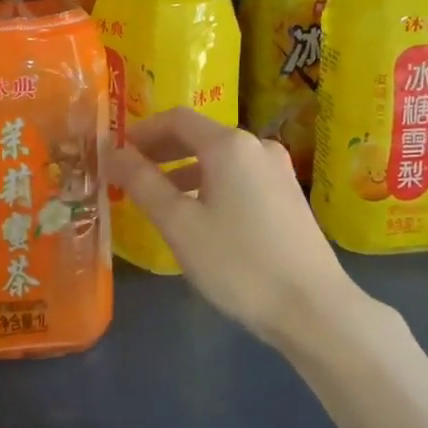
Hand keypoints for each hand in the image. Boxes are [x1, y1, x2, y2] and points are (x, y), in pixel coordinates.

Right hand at [107, 108, 356, 346]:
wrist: (313, 308)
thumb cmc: (238, 263)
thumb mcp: (178, 224)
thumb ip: (142, 183)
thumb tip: (114, 153)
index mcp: (229, 145)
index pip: (176, 119)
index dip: (142, 131)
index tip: (116, 152)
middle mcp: (257, 146)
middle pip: (200, 135)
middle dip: (161, 150)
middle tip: (129, 173)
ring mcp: (278, 171)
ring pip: (220, 159)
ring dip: (184, 170)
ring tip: (158, 198)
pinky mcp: (288, 196)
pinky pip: (239, 177)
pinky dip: (210, 184)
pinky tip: (199, 215)